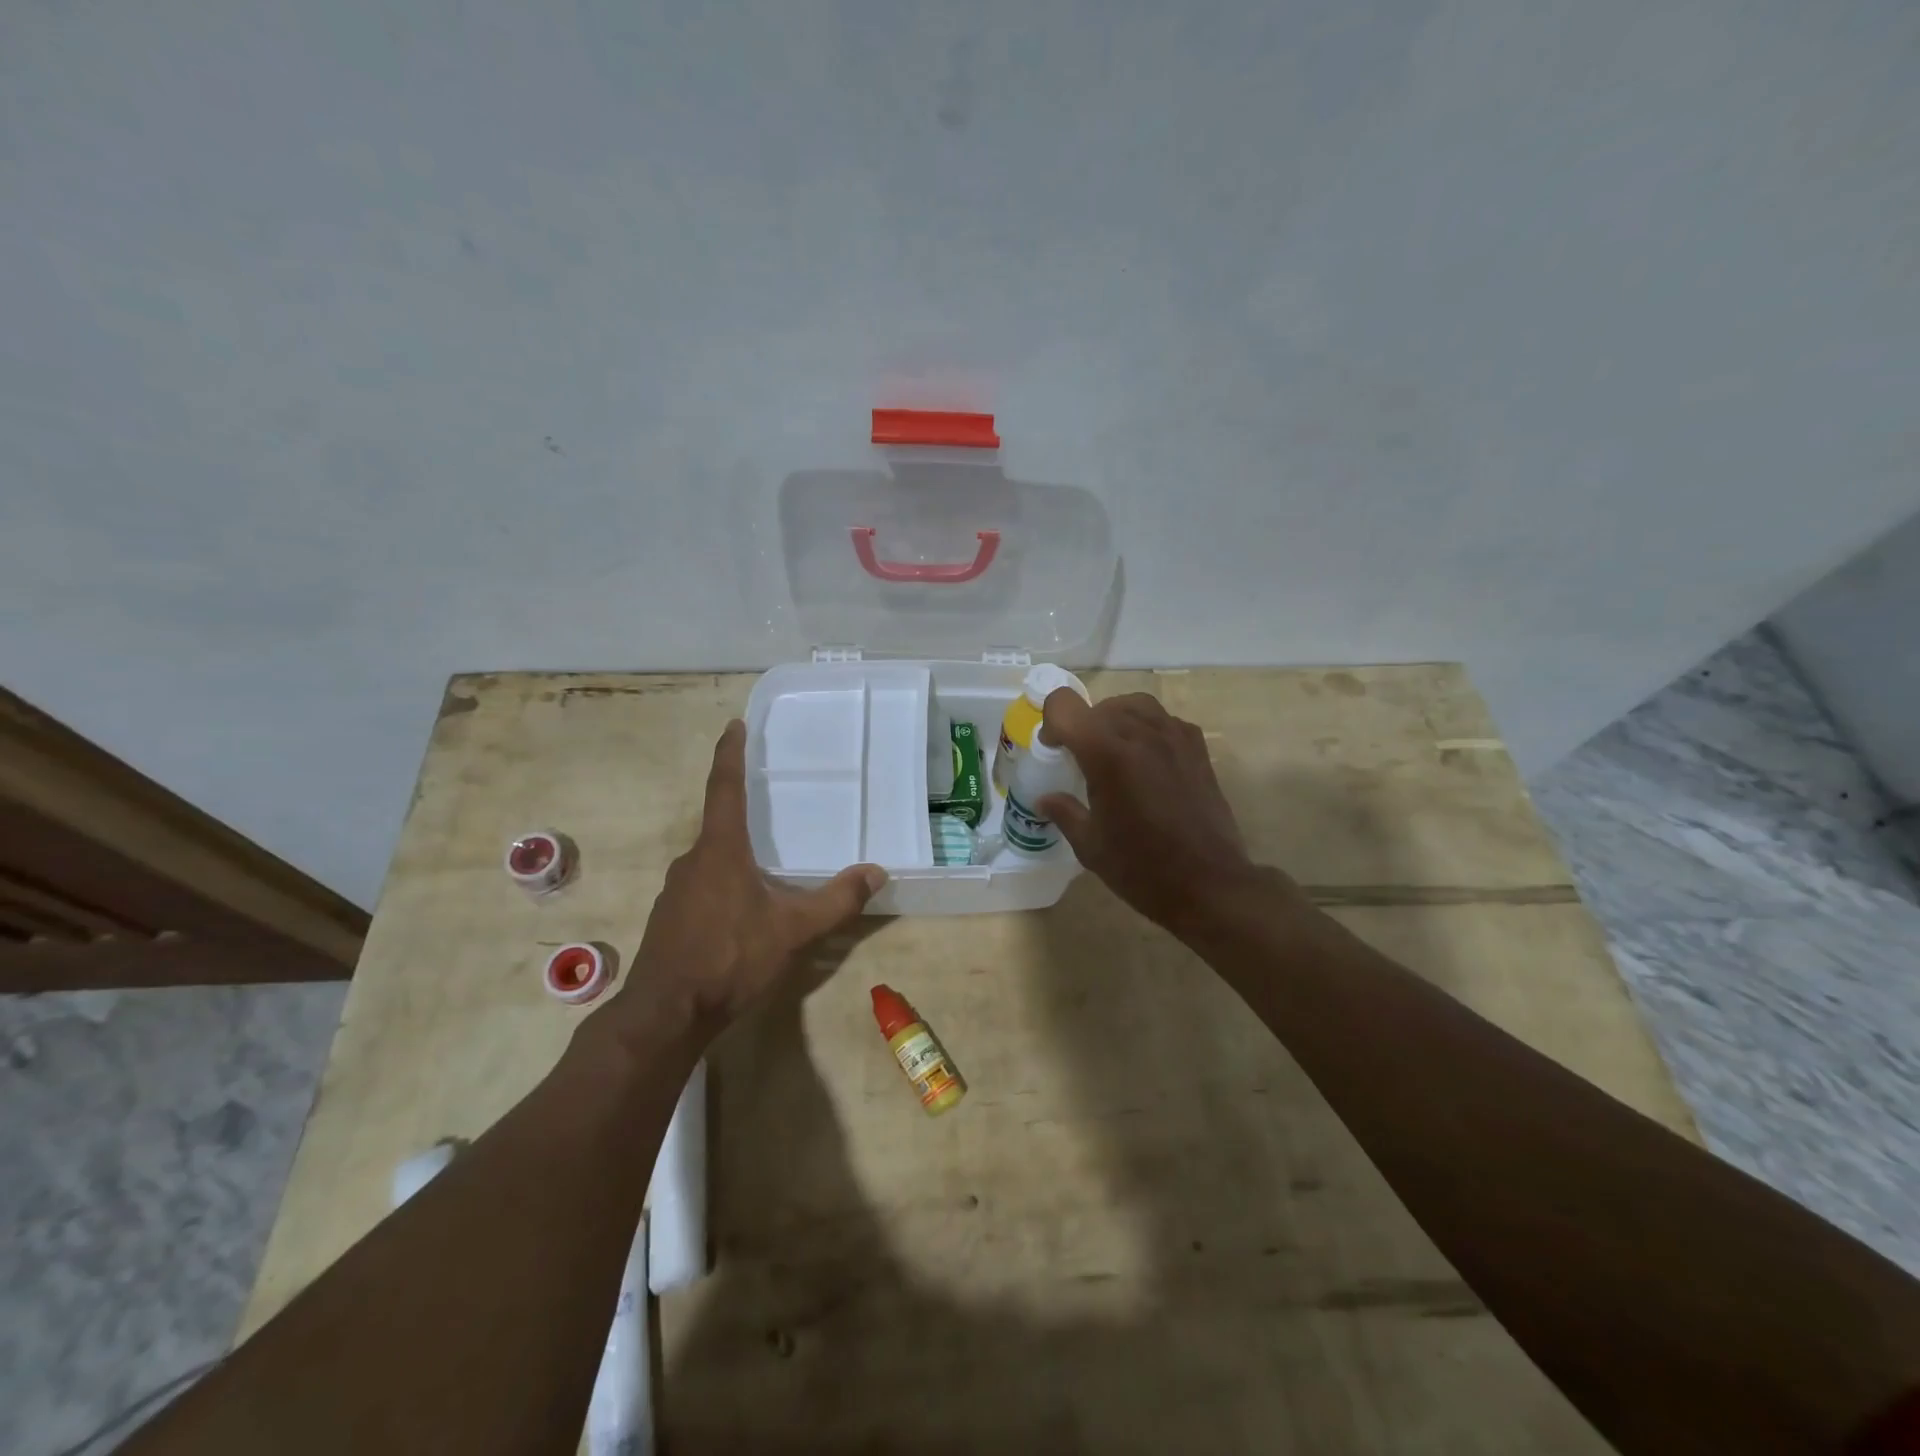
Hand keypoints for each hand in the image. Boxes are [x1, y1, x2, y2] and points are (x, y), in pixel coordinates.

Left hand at [609, 720, 884, 1044]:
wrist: (665, 1015)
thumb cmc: (730, 958)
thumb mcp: (793, 930)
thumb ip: (836, 900)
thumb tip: (876, 873)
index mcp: (720, 850)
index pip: (724, 788)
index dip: (730, 754)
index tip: (734, 725)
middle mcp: (692, 861)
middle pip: (719, 826)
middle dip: (743, 815)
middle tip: (770, 810)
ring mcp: (675, 892)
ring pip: (710, 861)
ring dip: (735, 857)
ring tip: (764, 868)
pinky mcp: (669, 919)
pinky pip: (701, 888)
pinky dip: (722, 887)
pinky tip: (741, 913)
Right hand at [1037, 689, 1272, 933]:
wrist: (1209, 884)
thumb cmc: (1141, 868)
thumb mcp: (1090, 845)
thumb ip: (1064, 812)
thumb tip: (1045, 799)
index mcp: (1106, 753)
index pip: (1065, 706)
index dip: (1052, 723)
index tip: (1055, 750)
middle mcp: (1140, 733)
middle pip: (1100, 706)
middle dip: (1083, 728)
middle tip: (1082, 762)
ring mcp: (1174, 737)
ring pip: (1134, 705)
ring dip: (1116, 721)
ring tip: (1114, 755)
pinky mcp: (1197, 749)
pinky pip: (1164, 721)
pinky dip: (1147, 730)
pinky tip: (1147, 762)